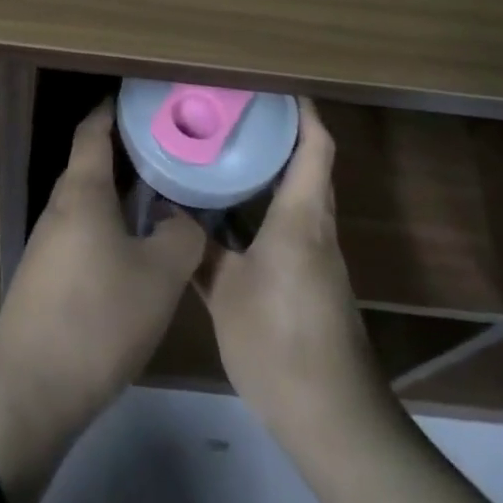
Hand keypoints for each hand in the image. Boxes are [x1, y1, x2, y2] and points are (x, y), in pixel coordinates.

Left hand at [0, 101, 206, 412]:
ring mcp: (48, 244)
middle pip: (92, 165)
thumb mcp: (159, 276)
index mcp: (82, 191)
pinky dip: (110, 228)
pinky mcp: (46, 279)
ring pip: (90, 203)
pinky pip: (83, 234)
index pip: (93, 130)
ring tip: (162, 198)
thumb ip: (181, 236)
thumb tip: (183, 216)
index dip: (114, 109)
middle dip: (128, 154)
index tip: (143, 100)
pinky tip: (136, 252)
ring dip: (121, 196)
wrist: (27, 392)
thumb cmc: (96, 318)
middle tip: (171, 150)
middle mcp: (60, 207)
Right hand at [200, 97, 384, 430]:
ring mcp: (319, 254)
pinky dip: (271, 204)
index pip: (315, 147)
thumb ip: (199, 250)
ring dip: (275, 169)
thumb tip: (171, 213)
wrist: (332, 417)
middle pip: (310, 164)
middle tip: (236, 112)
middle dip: (281, 133)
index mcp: (301, 217)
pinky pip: (295, 222)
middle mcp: (316, 227)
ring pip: (302, 194)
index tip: (275, 85)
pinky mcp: (315, 278)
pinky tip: (235, 212)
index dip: (303, 111)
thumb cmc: (278, 342)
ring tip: (229, 150)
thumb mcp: (226, 294)